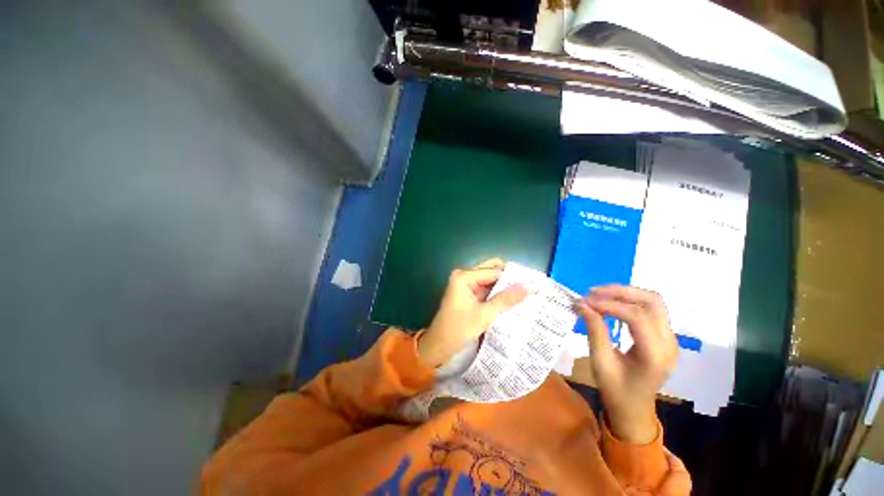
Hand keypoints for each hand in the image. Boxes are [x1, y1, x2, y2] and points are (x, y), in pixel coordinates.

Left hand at [417, 259, 527, 368]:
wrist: (439, 346)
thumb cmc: (458, 329)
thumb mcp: (485, 314)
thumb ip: (506, 299)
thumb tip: (529, 286)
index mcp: (464, 276)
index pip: (494, 271)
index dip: (512, 277)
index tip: (532, 284)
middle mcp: (464, 276)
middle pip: (491, 272)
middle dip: (508, 280)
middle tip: (528, 288)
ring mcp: (466, 285)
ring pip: (490, 281)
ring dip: (504, 288)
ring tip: (525, 295)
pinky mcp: (468, 295)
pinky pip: (486, 290)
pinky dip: (497, 295)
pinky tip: (511, 301)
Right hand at [575, 286, 677, 444]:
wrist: (634, 408)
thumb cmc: (615, 390)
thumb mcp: (600, 362)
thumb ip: (594, 331)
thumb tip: (582, 305)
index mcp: (655, 356)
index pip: (637, 317)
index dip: (610, 305)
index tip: (585, 302)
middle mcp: (669, 343)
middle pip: (653, 302)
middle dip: (621, 292)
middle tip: (593, 292)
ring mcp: (670, 338)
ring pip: (653, 301)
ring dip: (625, 293)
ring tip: (599, 294)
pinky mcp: (663, 336)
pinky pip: (649, 309)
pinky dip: (628, 301)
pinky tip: (610, 303)